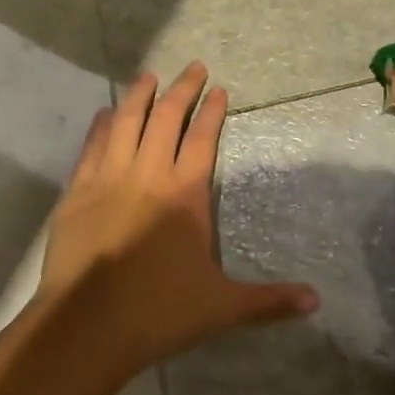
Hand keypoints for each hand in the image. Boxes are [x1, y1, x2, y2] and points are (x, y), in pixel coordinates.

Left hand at [37, 63, 317, 372]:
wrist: (86, 327)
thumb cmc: (158, 312)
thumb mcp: (221, 307)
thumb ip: (269, 301)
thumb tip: (317, 301)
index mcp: (184, 194)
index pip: (202, 138)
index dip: (212, 111)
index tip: (219, 89)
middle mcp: (147, 174)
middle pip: (166, 118)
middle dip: (182, 89)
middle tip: (192, 67)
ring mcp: (108, 178)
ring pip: (126, 122)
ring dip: (139, 95)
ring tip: (148, 75)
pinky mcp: (77, 191)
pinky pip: (92, 146)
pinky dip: (102, 125)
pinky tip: (106, 114)